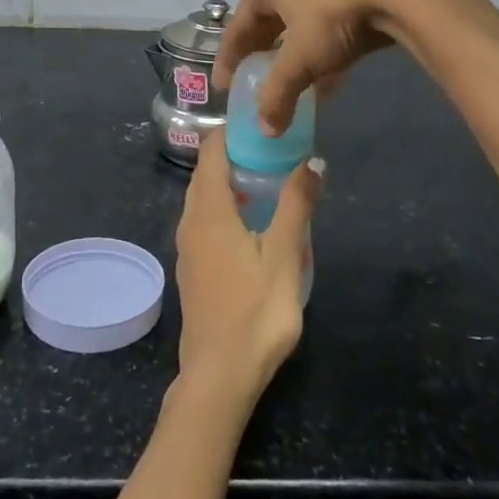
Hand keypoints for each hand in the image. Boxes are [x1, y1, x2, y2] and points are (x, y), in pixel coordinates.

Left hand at [173, 134, 321, 400]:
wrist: (219, 376)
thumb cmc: (255, 312)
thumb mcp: (284, 255)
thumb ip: (296, 205)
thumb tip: (311, 160)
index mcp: (209, 211)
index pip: (211, 152)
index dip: (232, 132)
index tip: (260, 122)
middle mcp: (191, 222)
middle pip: (206, 174)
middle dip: (234, 155)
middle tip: (271, 150)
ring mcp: (188, 248)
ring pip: (204, 200)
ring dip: (230, 184)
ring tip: (267, 183)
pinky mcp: (192, 269)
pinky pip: (205, 222)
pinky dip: (225, 209)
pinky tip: (252, 225)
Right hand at [216, 0, 473, 136]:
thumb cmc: (330, 17)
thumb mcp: (299, 59)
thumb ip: (278, 95)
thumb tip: (266, 131)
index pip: (238, 26)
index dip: (229, 58)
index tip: (223, 86)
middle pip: (266, 26)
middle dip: (260, 58)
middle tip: (253, 85)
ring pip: (297, 31)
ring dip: (291, 62)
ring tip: (287, 90)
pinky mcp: (350, 0)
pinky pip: (324, 35)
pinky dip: (320, 61)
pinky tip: (324, 87)